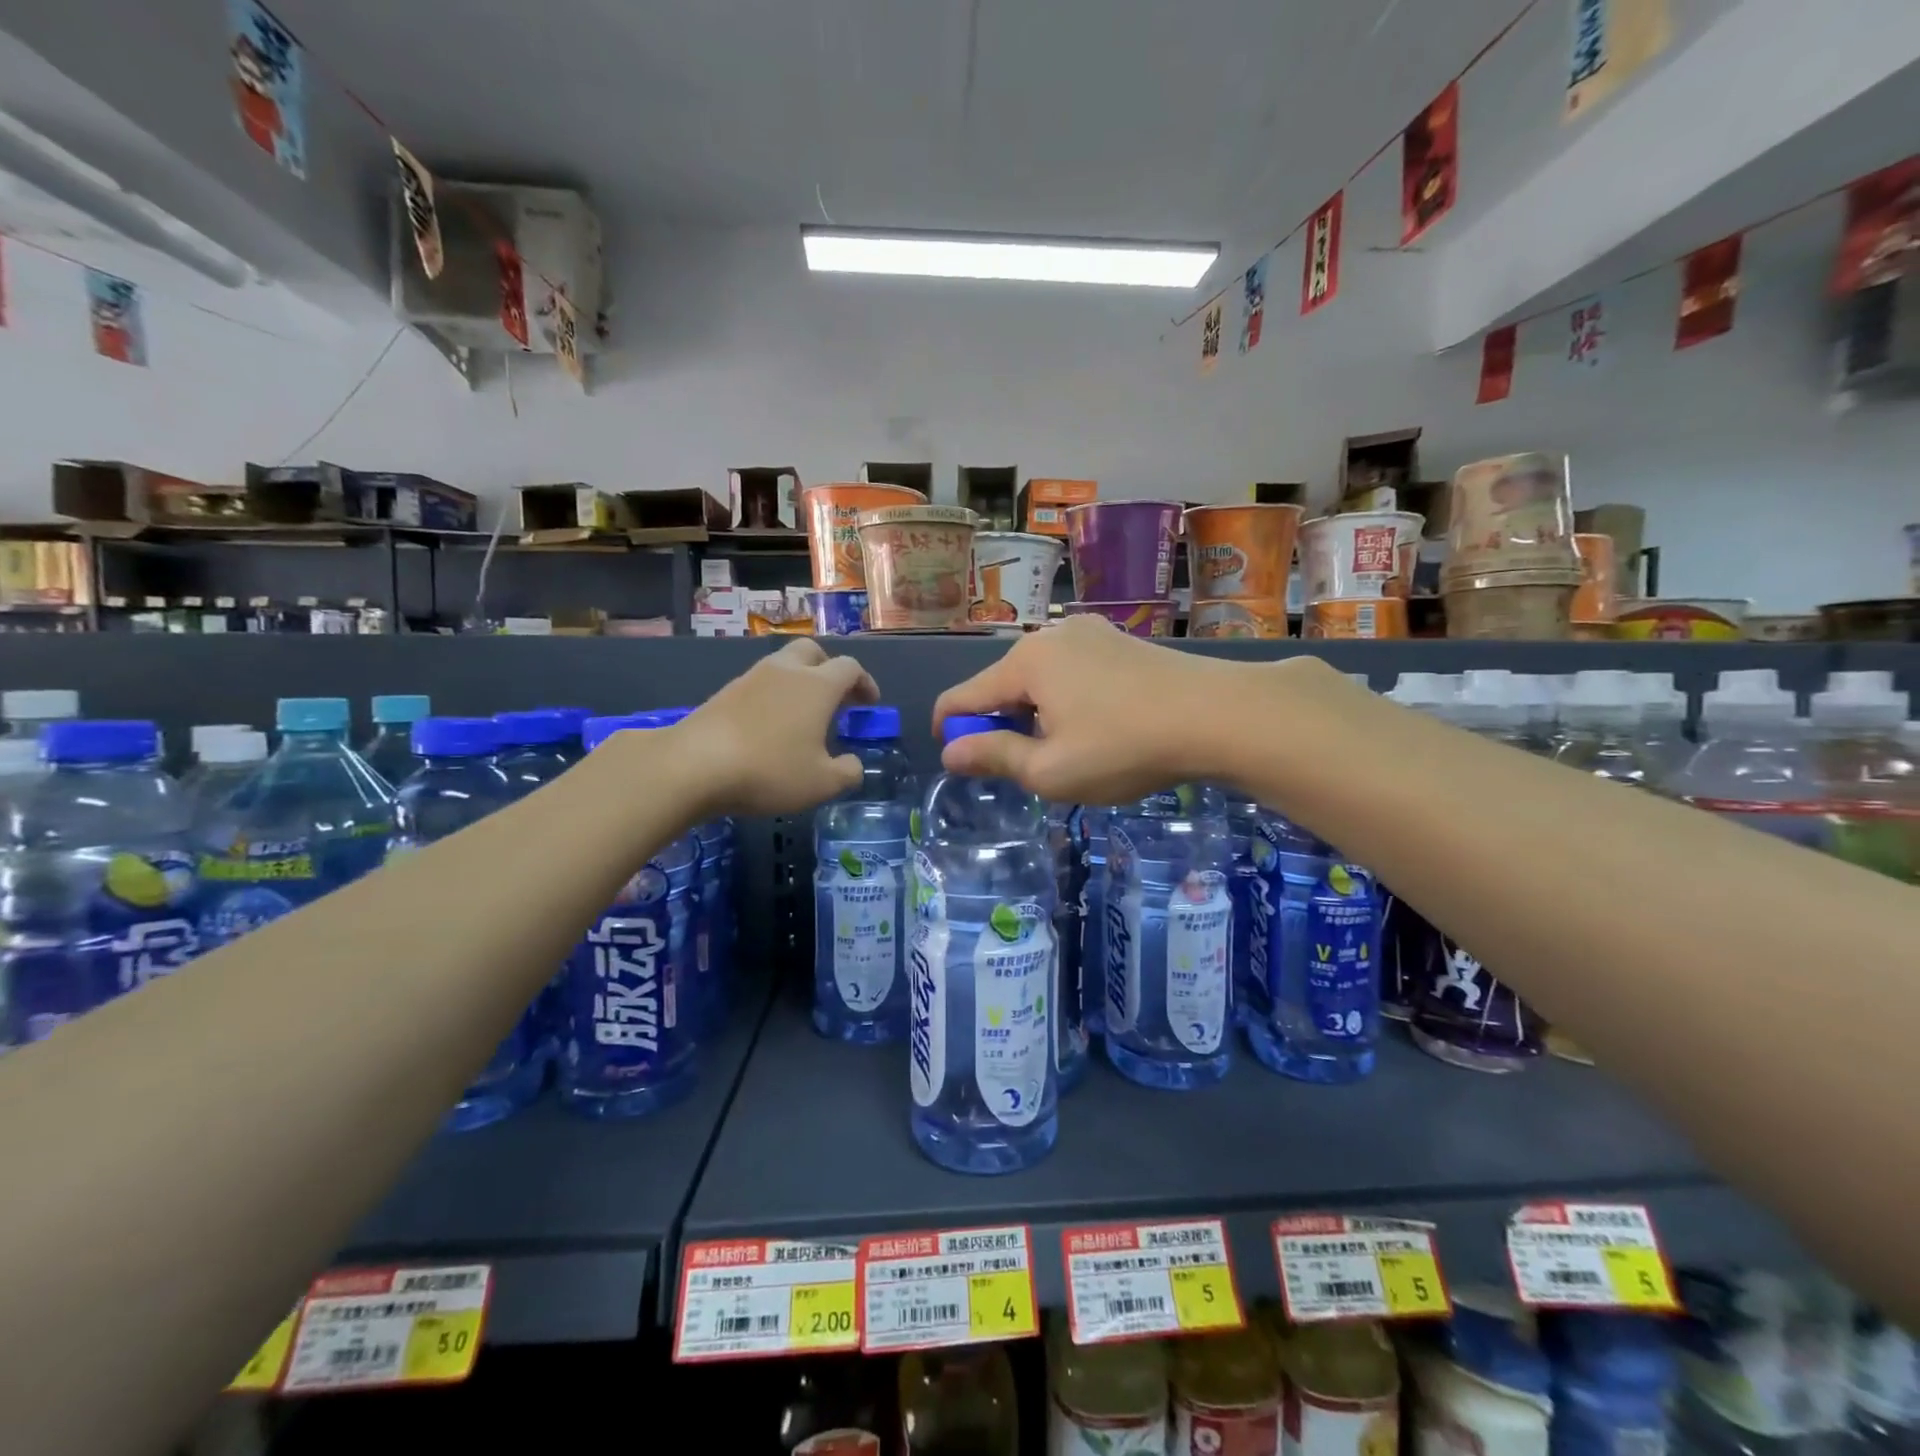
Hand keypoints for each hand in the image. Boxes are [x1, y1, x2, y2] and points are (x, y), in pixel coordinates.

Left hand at [670, 639, 878, 815]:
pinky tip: (770, 726)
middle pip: (813, 651)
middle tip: (836, 698)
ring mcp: (752, 678)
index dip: (865, 682)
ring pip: (783, 665)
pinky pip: (760, 683)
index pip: (850, 667)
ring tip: (802, 716)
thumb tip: (853, 764)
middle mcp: (786, 671)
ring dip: (799, 682)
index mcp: (817, 685)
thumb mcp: (821, 783)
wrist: (693, 765)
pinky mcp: (725, 692)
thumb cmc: (769, 770)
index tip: (869, 703)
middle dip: (829, 669)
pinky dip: (774, 696)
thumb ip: (847, 772)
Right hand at [931, 615, 1255, 802]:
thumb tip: (952, 751)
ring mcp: (1091, 633)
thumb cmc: (1123, 747)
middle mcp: (1050, 636)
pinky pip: (1073, 671)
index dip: (950, 729)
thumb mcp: (1050, 770)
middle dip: (1000, 724)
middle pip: (1002, 684)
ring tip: (1064, 752)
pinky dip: (1066, 700)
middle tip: (1023, 768)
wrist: (1217, 715)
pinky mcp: (1121, 641)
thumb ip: (994, 757)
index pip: (963, 696)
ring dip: (1035, 713)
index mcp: (1024, 662)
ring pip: (1040, 678)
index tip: (956, 760)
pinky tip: (1096, 727)